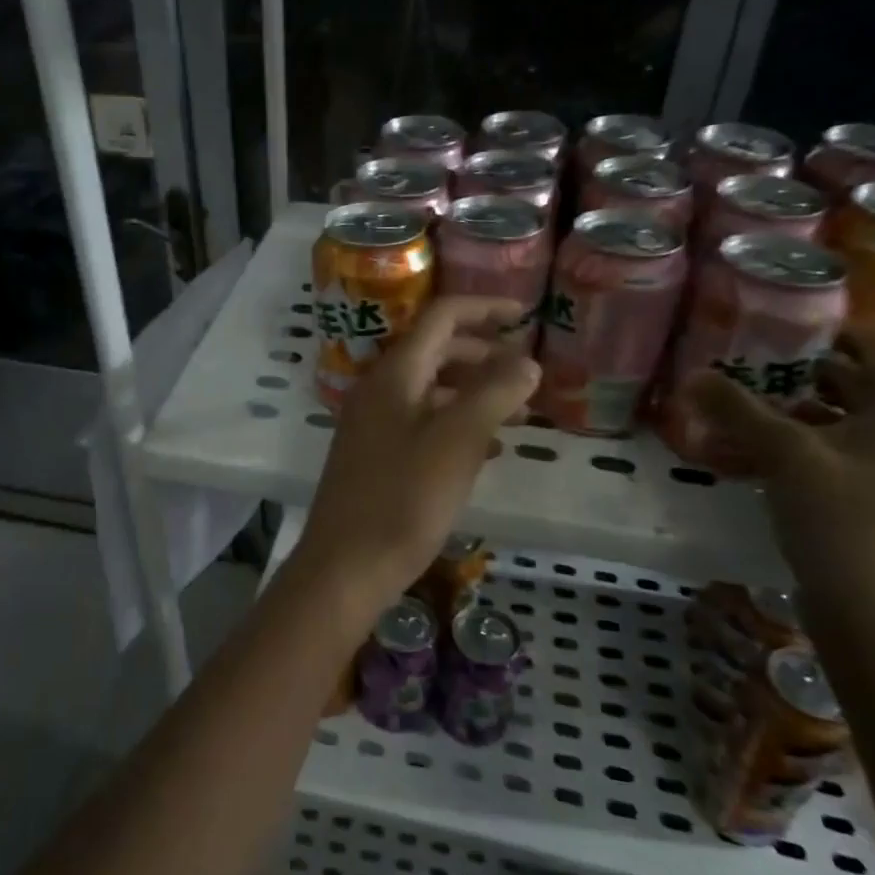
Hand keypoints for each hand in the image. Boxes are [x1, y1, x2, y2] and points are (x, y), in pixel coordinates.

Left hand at [288, 297, 540, 629]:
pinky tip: (487, 450)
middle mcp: (379, 390)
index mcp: (395, 374)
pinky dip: (456, 424)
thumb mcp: (458, 442)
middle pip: (436, 351)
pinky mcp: (375, 456)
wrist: (346, 566)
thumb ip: (494, 394)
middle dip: (484, 355)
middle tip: (528, 374)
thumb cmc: (404, 500)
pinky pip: (422, 423)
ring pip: (431, 390)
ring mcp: (373, 424)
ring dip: (474, 392)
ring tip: (519, 412)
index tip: (526, 315)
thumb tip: (527, 361)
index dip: (484, 308)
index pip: (440, 317)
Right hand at [676, 323, 874, 605]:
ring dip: (796, 415)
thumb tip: (694, 375)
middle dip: (802, 374)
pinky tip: (756, 460)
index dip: (830, 329)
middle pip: (858, 384)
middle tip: (750, 367)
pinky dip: (802, 451)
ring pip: (845, 425)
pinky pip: (840, 459)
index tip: (780, 328)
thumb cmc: (842, 516)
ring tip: (743, 414)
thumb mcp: (784, 454)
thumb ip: (738, 411)